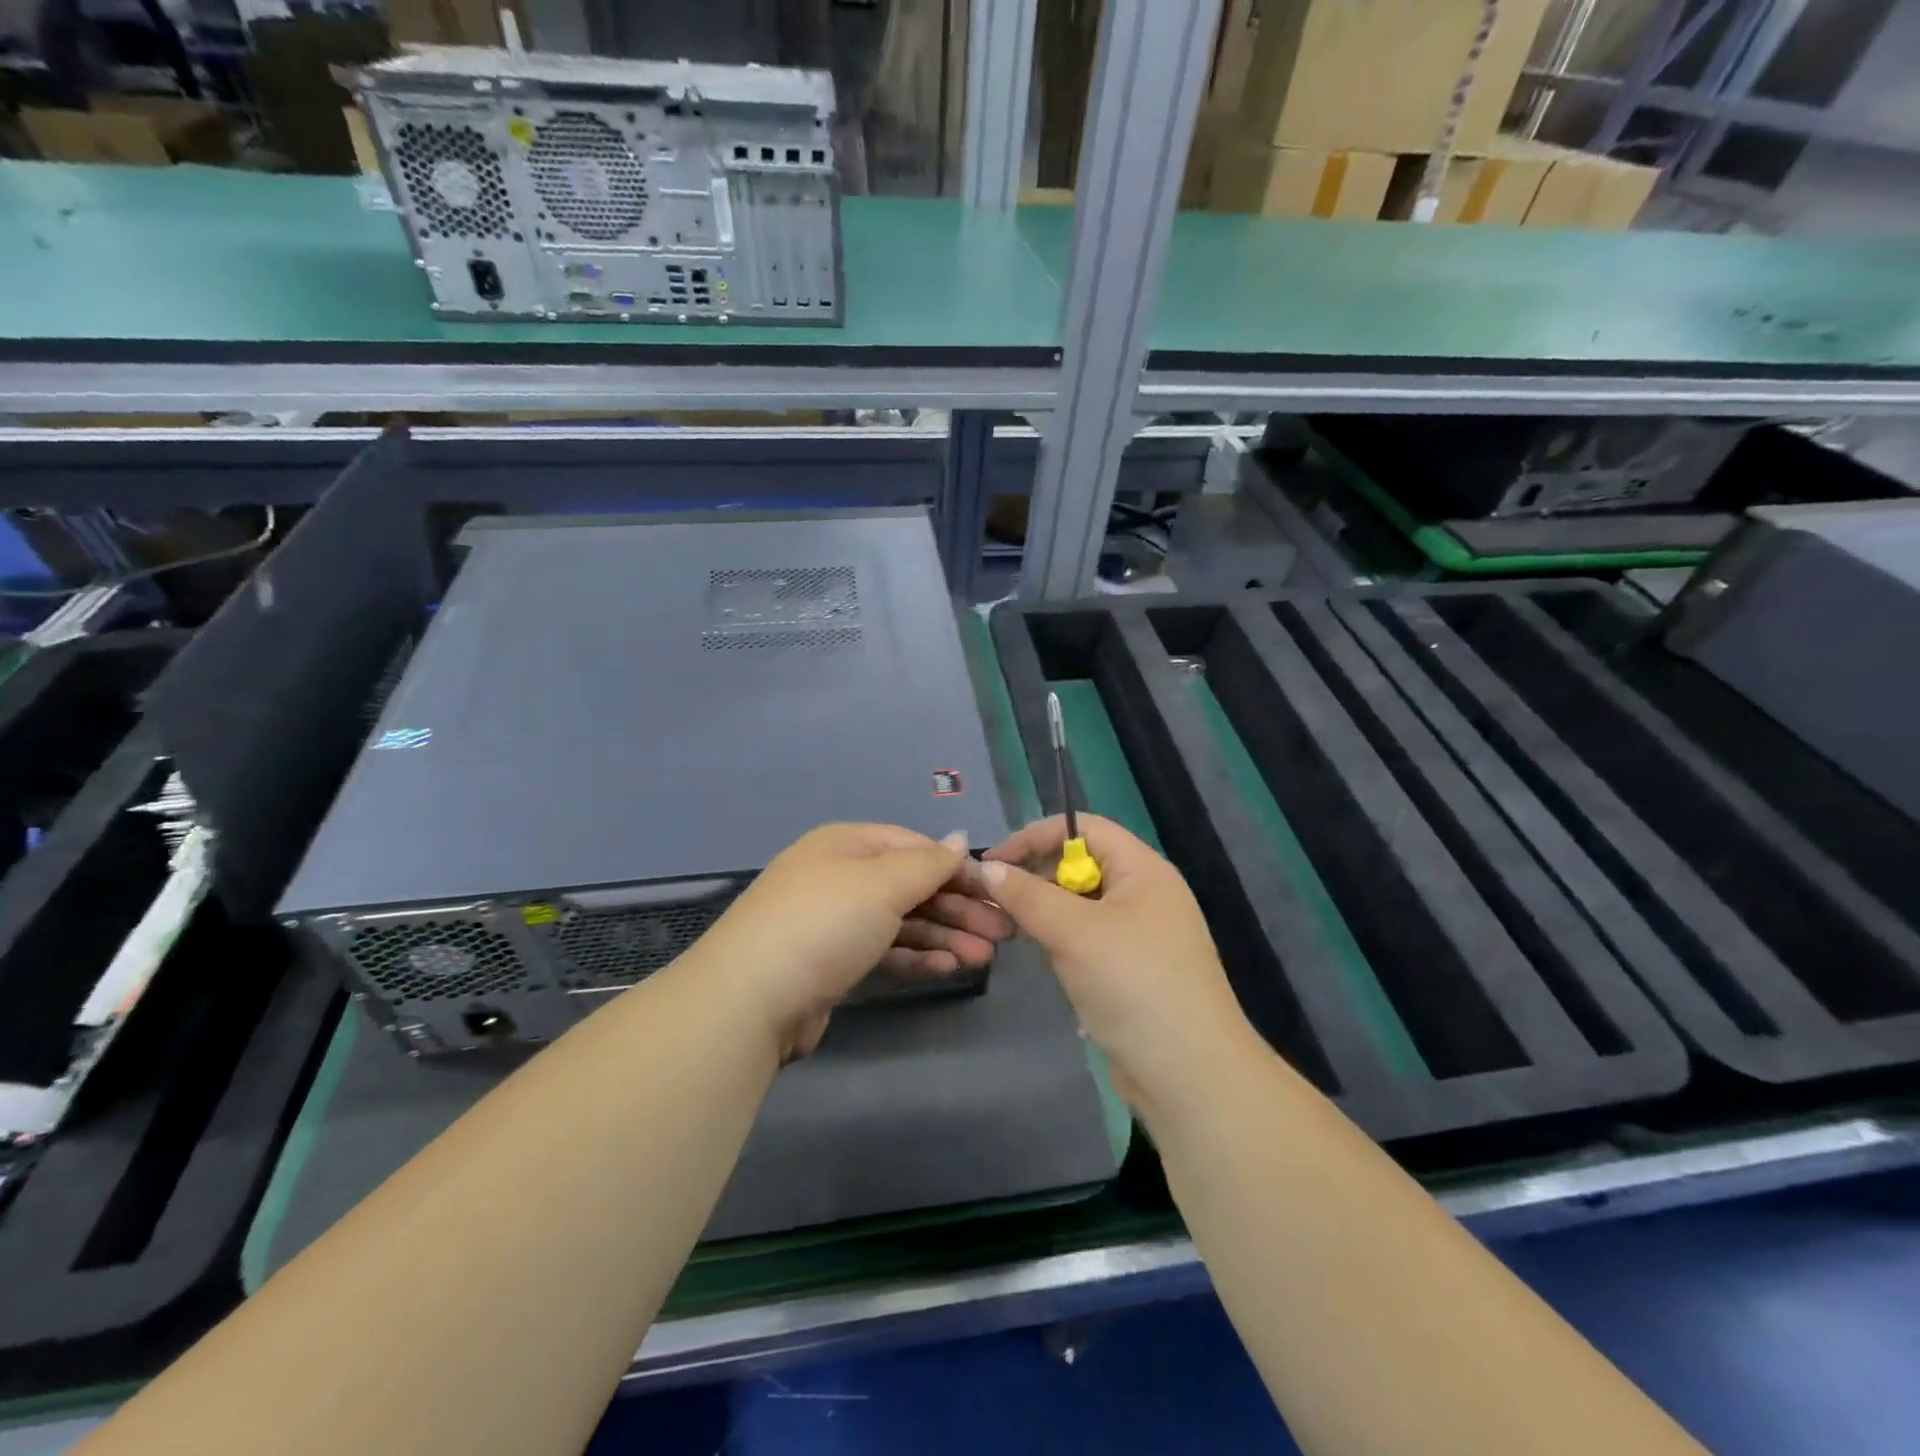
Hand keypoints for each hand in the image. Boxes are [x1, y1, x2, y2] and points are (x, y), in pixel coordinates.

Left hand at [693, 823, 1013, 1059]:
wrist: (749, 1000)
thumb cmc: (824, 924)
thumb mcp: (881, 883)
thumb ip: (927, 863)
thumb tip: (960, 836)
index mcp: (846, 844)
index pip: (915, 847)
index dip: (958, 868)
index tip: (999, 892)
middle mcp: (840, 876)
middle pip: (912, 885)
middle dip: (958, 907)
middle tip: (1004, 934)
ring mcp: (834, 922)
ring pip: (902, 921)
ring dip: (945, 935)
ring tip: (986, 957)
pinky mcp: (832, 963)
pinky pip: (885, 950)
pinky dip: (917, 956)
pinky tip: (950, 968)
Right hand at [981, 815, 1259, 1117]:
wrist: (1190, 1076)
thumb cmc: (1133, 984)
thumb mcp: (1074, 932)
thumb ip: (1028, 896)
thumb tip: (987, 867)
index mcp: (1143, 870)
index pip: (1084, 828)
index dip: (1036, 836)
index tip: (993, 861)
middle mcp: (1145, 894)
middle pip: (1081, 865)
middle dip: (1037, 877)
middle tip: (995, 901)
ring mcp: (1141, 935)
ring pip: (1082, 906)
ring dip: (1047, 913)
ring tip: (1013, 931)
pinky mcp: (1133, 971)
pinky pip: (1089, 940)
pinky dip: (1063, 943)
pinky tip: (1045, 961)